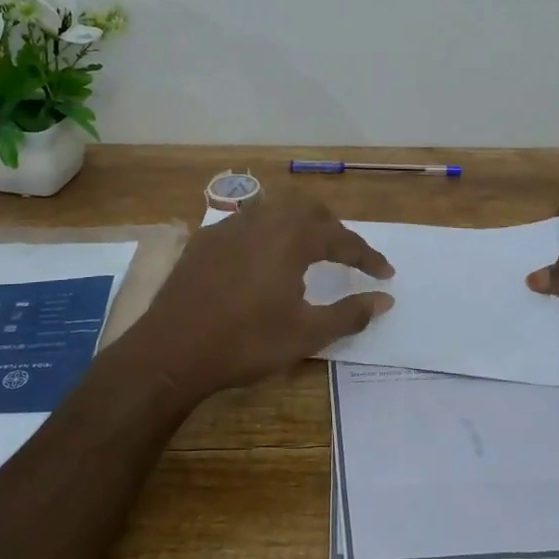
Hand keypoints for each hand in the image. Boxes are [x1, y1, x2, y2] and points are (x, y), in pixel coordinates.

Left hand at [126, 196, 394, 401]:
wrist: (172, 349)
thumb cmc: (245, 343)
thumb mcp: (306, 335)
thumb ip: (350, 314)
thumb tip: (385, 300)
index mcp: (292, 238)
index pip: (342, 239)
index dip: (368, 256)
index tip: (386, 274)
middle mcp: (263, 220)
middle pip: (309, 210)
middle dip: (335, 229)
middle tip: (349, 255)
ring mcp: (229, 226)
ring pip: (275, 209)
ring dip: (300, 224)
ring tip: (310, 249)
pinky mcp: (205, 239)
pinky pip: (247, 222)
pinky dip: (268, 231)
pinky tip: (264, 257)